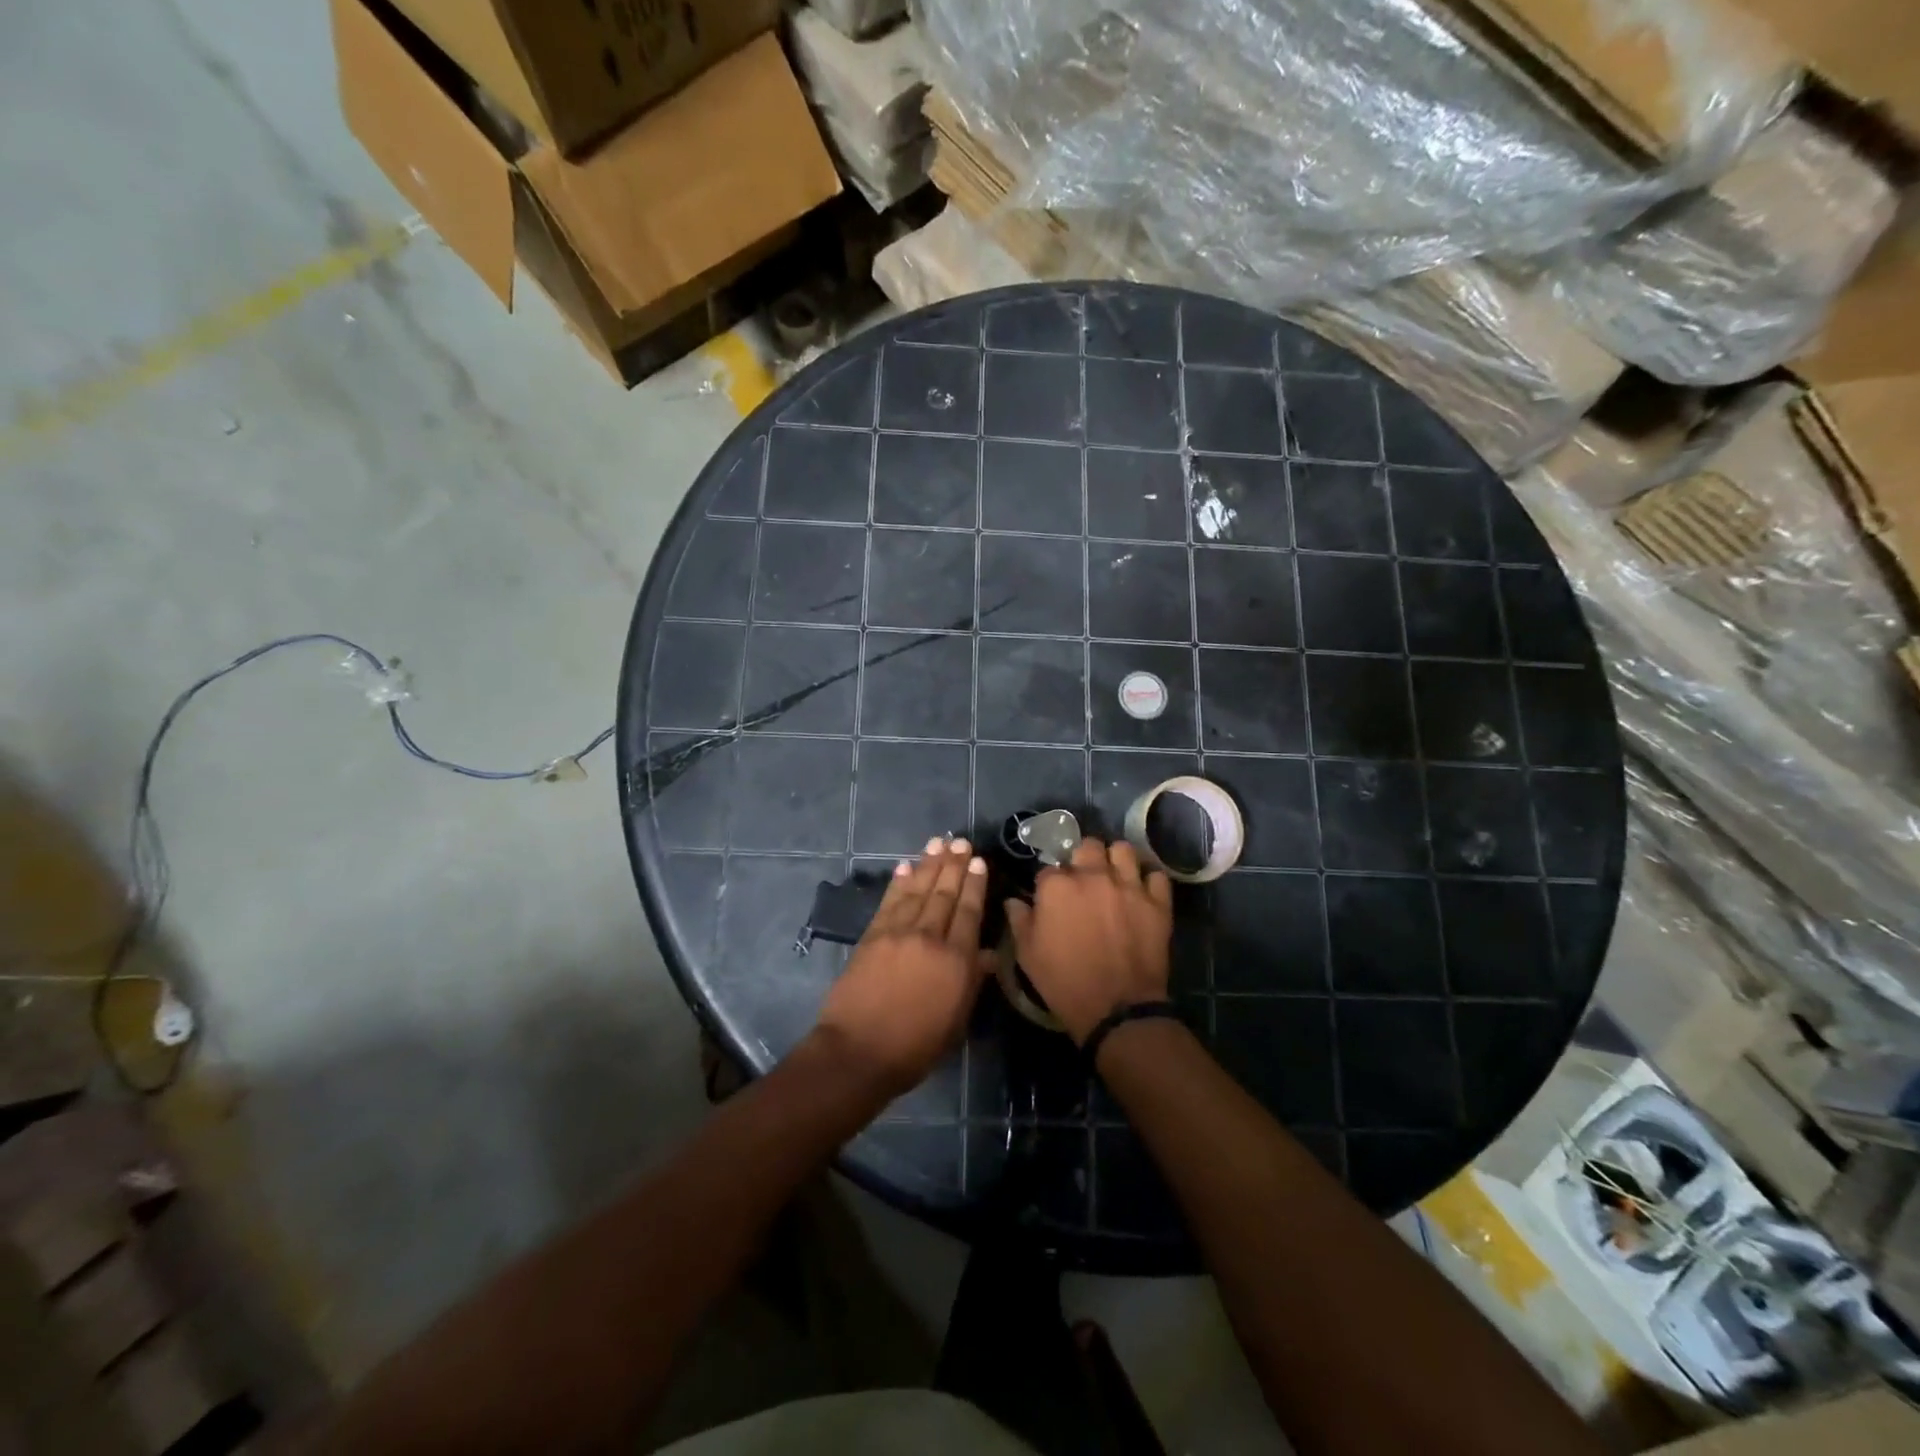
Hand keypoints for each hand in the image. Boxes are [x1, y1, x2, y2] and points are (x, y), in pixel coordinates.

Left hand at [813, 838, 992, 1100]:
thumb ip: (972, 983)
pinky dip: (899, 882)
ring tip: (939, 843)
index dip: (975, 885)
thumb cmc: (915, 1047)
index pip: (969, 912)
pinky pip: (890, 902)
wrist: (859, 1052)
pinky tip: (906, 867)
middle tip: (961, 842)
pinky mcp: (872, 936)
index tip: (979, 862)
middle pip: (945, 894)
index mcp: (956, 961)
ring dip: (929, 864)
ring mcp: (898, 933)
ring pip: (918, 890)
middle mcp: (929, 938)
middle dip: (954, 865)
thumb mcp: (956, 1022)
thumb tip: (988, 954)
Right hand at [1005, 838, 1172, 1043]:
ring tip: (1114, 875)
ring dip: (1116, 859)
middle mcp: (1093, 876)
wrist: (1116, 1008)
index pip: (1049, 868)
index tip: (1051, 898)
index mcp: (1057, 886)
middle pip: (1087, 846)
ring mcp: (1128, 886)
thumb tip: (1013, 901)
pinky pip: (1156, 875)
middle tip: (1084, 879)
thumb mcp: (1028, 954)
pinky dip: (1148, 881)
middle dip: (1083, 859)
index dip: (1049, 883)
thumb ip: (1019, 920)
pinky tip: (1142, 892)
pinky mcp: (1157, 902)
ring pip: (1123, 850)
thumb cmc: (1064, 981)